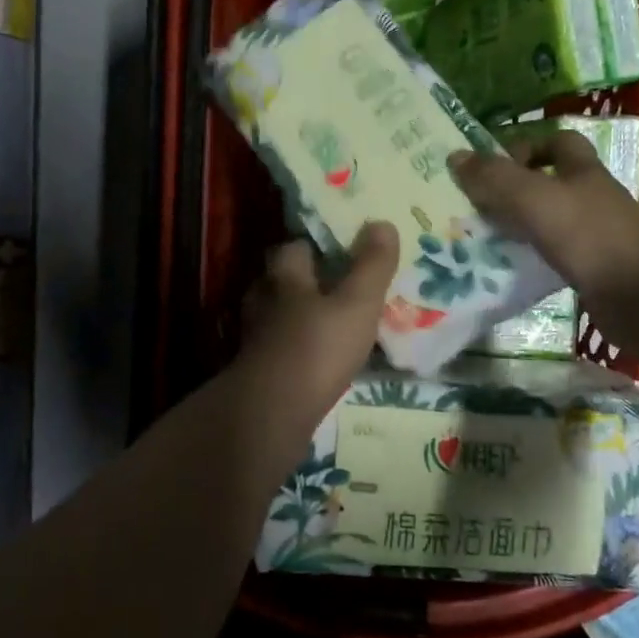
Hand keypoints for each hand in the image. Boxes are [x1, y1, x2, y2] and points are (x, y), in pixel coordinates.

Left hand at [232, 223, 400, 433]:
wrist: (271, 414)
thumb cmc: (316, 348)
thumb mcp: (357, 304)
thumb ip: (371, 266)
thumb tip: (382, 223)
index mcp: (284, 278)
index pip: (293, 249)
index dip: (314, 247)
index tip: (338, 251)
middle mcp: (263, 302)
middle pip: (280, 283)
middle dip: (304, 283)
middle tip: (336, 289)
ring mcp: (255, 339)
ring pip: (277, 318)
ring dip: (298, 319)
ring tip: (328, 326)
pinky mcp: (256, 372)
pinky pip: (278, 351)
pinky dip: (295, 351)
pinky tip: (315, 362)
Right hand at [450, 133, 638, 343]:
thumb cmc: (589, 235)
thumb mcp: (534, 198)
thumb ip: (494, 178)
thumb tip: (455, 156)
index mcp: (581, 171)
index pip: (557, 142)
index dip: (527, 146)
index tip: (493, 166)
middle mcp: (590, 198)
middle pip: (549, 183)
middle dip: (513, 191)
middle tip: (474, 206)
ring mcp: (594, 236)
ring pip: (548, 222)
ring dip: (518, 228)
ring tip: (479, 240)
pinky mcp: (592, 270)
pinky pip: (552, 257)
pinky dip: (529, 260)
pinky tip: (506, 272)